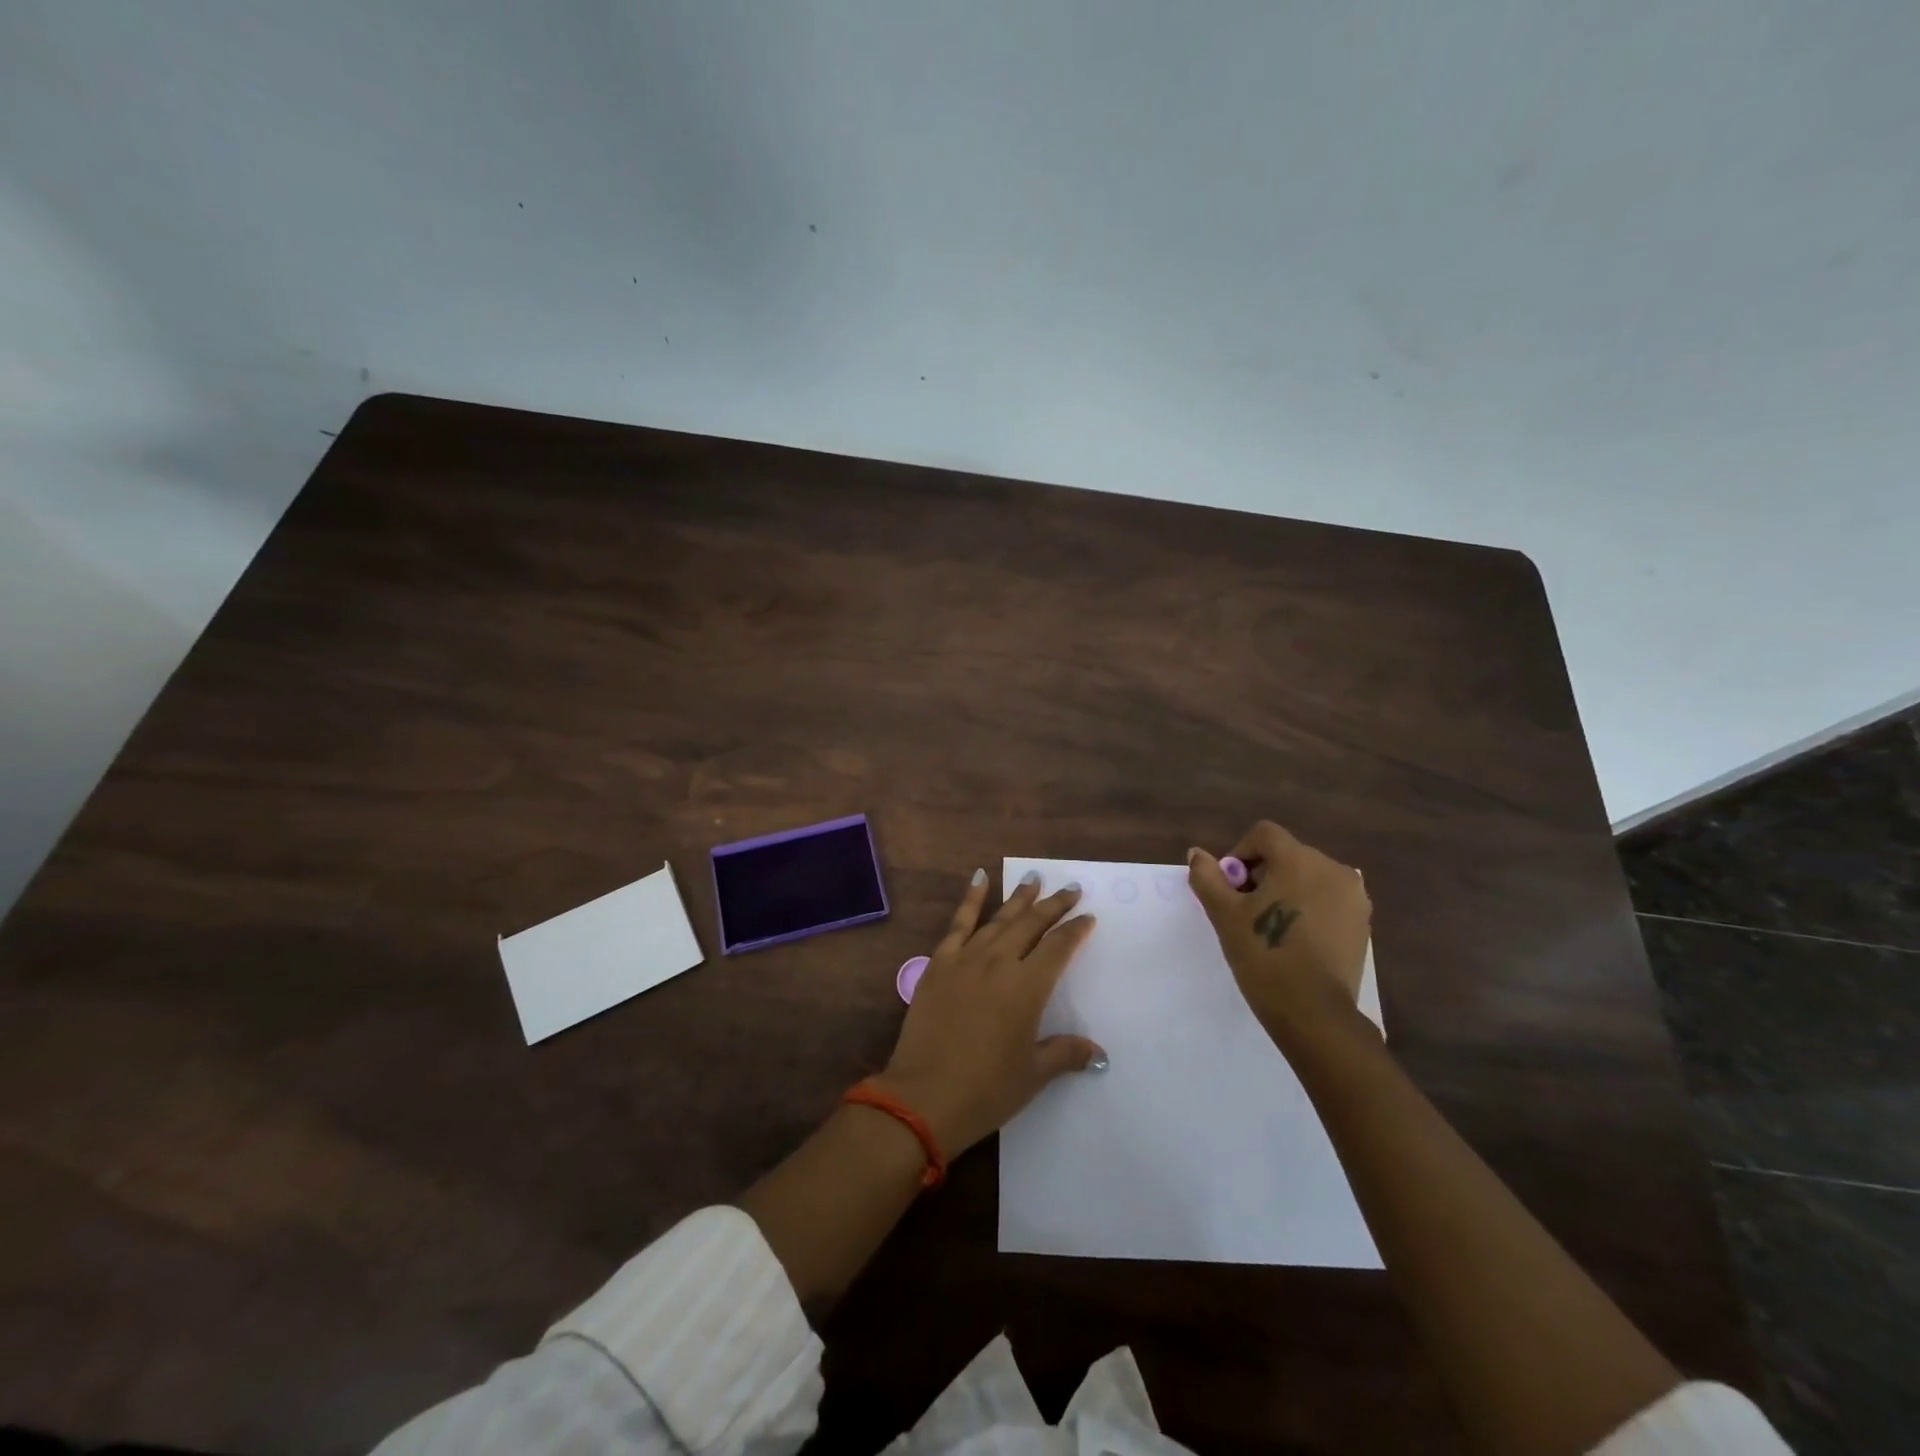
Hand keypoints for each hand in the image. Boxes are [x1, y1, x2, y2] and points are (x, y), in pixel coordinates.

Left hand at [875, 868, 1104, 1157]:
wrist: (924, 1097)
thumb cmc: (986, 1089)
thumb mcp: (1033, 1074)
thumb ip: (1065, 1054)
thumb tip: (1098, 1053)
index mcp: (1027, 987)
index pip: (1058, 948)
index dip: (1075, 930)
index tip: (1088, 917)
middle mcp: (999, 962)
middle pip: (1032, 924)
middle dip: (1053, 904)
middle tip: (1070, 887)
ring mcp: (966, 959)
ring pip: (999, 918)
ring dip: (1019, 897)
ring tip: (1034, 877)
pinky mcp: (939, 963)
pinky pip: (958, 923)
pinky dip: (971, 898)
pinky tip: (979, 878)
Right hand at [1188, 821, 1372, 1047]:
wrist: (1315, 1014)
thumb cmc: (1265, 956)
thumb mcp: (1225, 915)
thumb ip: (1208, 877)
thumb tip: (1197, 854)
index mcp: (1299, 860)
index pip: (1264, 835)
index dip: (1239, 854)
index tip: (1230, 888)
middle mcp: (1333, 869)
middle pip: (1287, 855)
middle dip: (1262, 875)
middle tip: (1245, 911)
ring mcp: (1353, 897)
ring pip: (1308, 878)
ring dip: (1286, 891)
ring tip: (1271, 927)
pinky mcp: (1363, 923)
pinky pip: (1327, 900)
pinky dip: (1308, 909)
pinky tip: (1296, 940)